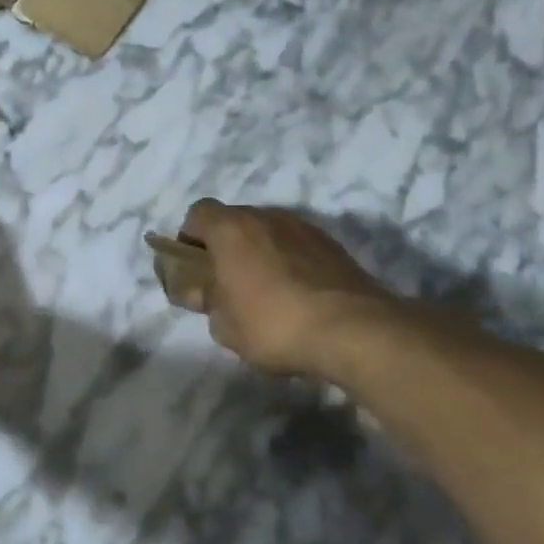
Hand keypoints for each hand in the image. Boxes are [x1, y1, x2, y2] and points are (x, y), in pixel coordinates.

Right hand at [177, 200, 398, 380]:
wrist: (353, 330)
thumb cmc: (273, 323)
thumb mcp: (224, 326)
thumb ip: (208, 302)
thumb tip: (206, 293)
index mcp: (230, 229)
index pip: (198, 213)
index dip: (190, 238)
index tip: (194, 268)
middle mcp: (266, 216)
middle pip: (235, 220)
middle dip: (227, 246)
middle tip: (227, 283)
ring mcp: (304, 227)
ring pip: (269, 232)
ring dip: (260, 253)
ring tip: (265, 291)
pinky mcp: (333, 245)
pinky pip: (297, 246)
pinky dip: (290, 262)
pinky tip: (296, 295)